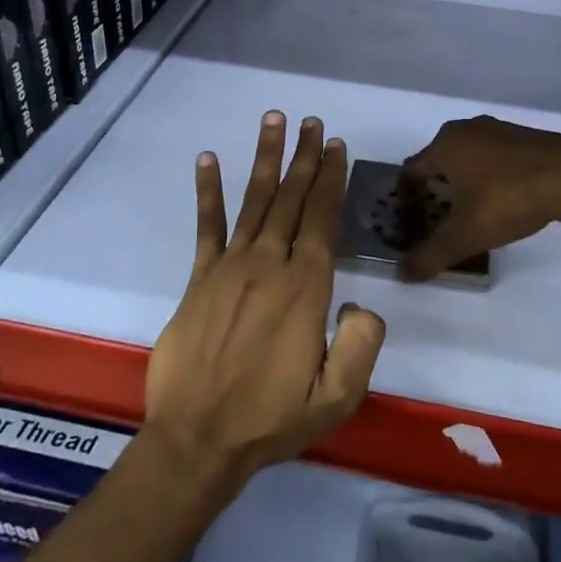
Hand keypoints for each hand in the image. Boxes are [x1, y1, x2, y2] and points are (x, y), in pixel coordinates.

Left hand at [145, 112, 385, 487]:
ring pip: (254, 200)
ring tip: (274, 120)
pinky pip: (206, 226)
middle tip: (313, 122)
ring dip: (266, 158)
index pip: (323, 219)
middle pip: (292, 198)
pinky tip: (208, 159)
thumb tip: (361, 305)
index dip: (331, 179)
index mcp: (306, 288)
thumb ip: (362, 346)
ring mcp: (230, 267)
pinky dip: (207, 191)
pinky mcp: (199, 278)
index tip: (337, 146)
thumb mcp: (337, 398)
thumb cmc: (271, 420)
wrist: (197, 440)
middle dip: (305, 157)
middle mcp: (269, 264)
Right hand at [400, 115, 560, 342]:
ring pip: (467, 159)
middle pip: (437, 163)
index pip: (410, 172)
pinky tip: (503, 201)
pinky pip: (492, 157)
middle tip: (440, 223)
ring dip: (463, 185)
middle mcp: (465, 129)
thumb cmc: (508, 199)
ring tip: (472, 215)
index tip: (413, 225)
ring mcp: (497, 129)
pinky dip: (487, 178)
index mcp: (444, 145)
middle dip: (434, 194)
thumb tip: (402, 274)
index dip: (406, 201)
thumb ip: (431, 255)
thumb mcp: (466, 235)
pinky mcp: (523, 136)